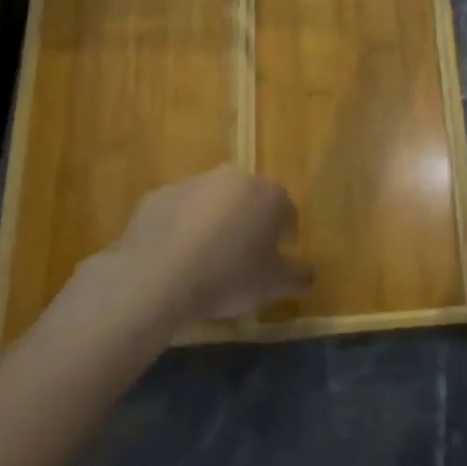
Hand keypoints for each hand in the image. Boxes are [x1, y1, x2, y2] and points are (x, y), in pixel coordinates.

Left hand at [96, 166, 312, 322]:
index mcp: (269, 195)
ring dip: (215, 221)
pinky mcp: (158, 195)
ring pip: (213, 202)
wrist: (158, 276)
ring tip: (207, 257)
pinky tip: (177, 255)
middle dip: (250, 221)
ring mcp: (192, 183)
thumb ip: (298, 276)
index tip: (278, 256)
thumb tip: (308, 274)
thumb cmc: (229, 277)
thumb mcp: (274, 286)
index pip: (287, 211)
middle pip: (249, 200)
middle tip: (243, 255)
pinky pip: (179, 211)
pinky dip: (182, 226)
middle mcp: (233, 179)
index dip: (285, 235)